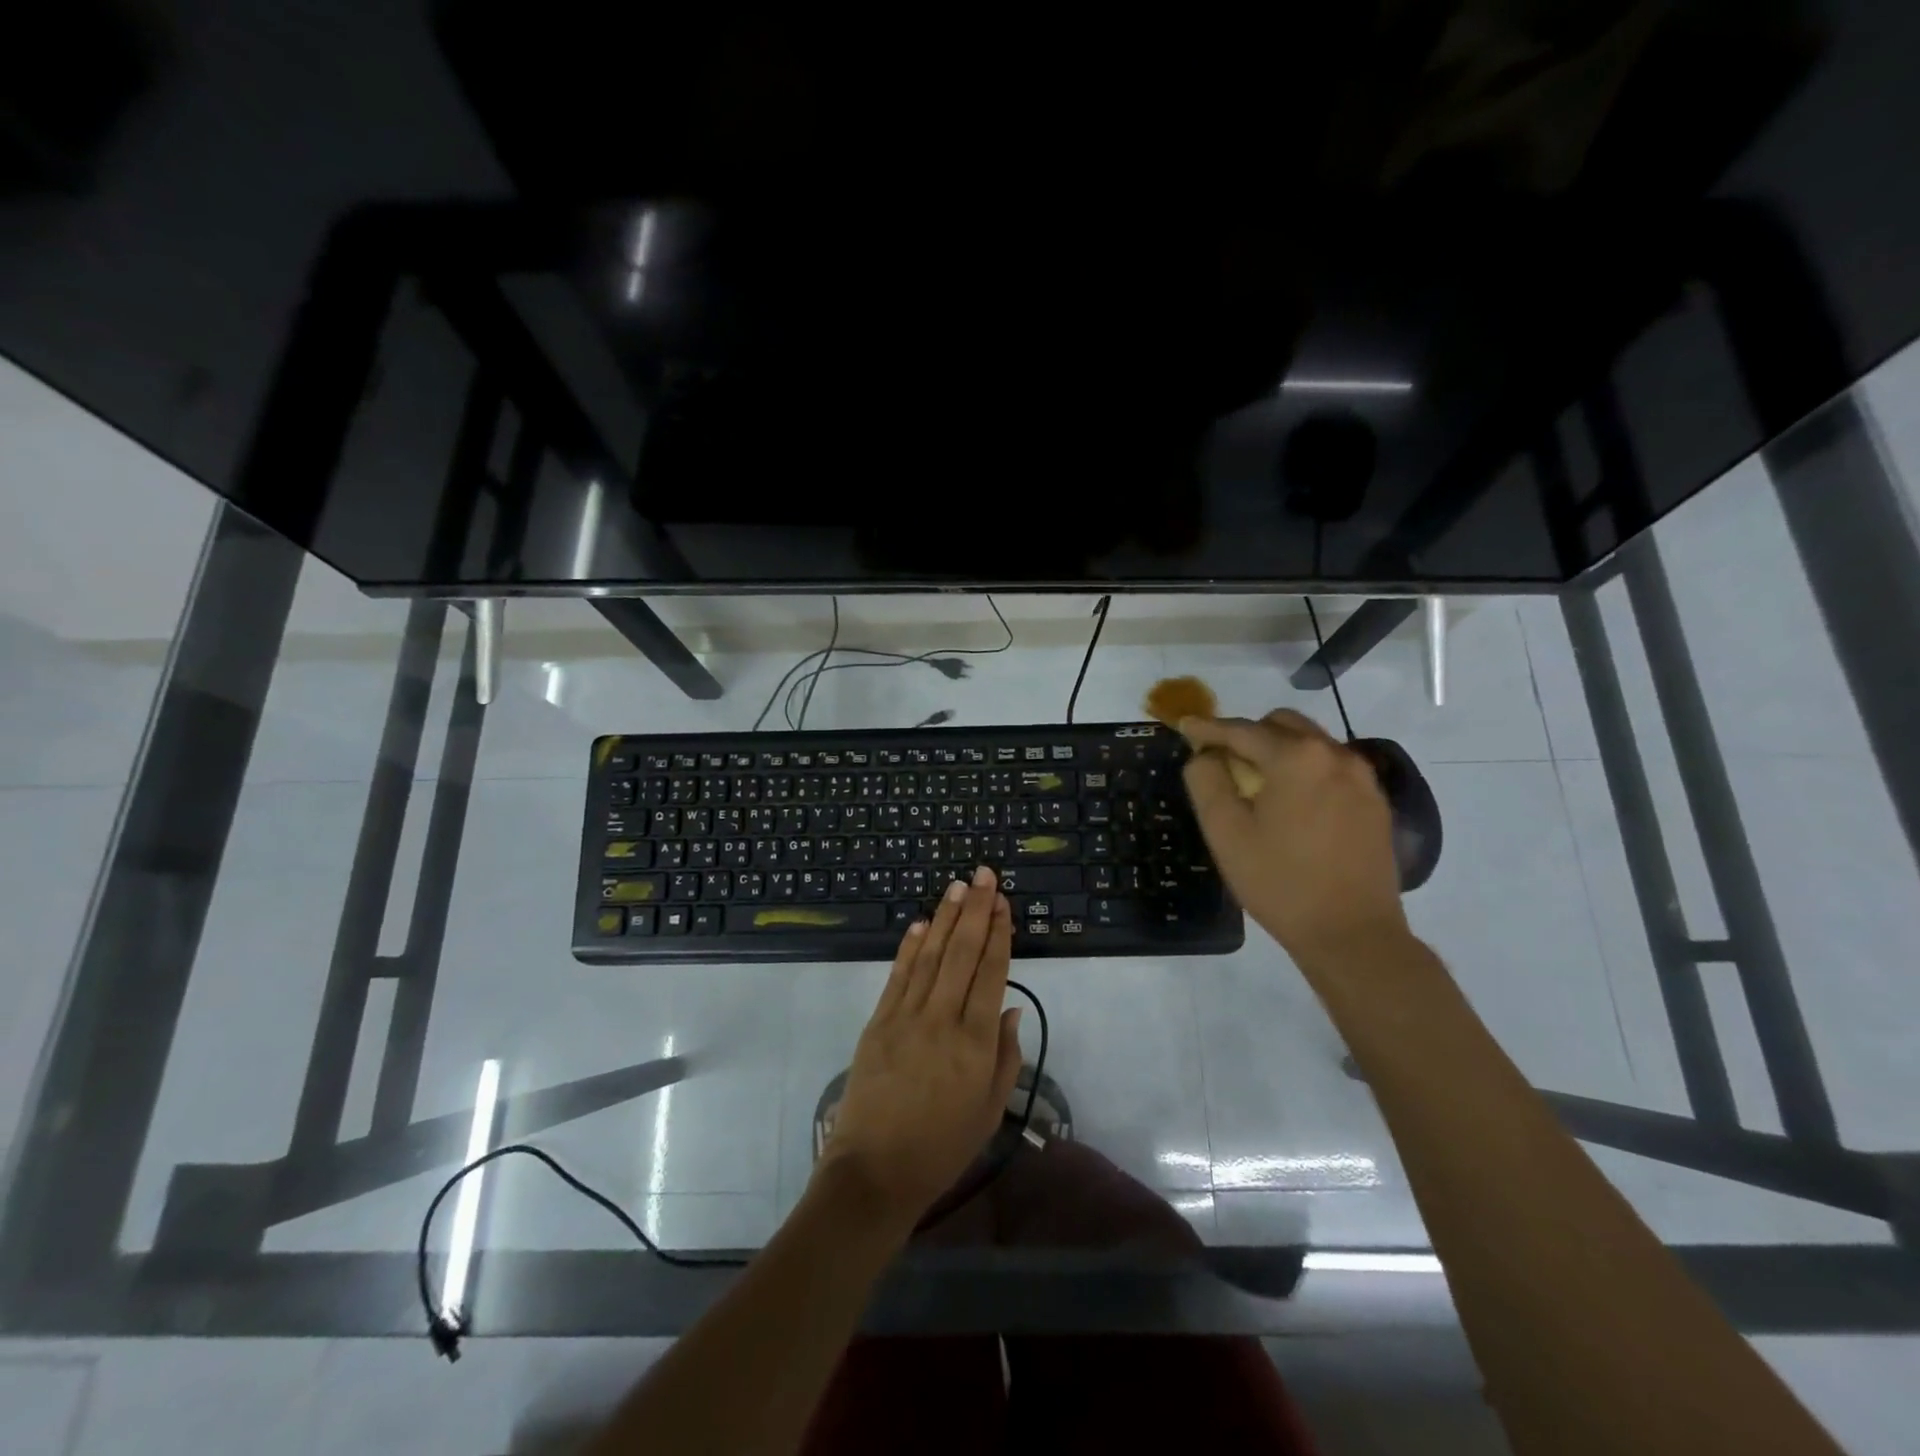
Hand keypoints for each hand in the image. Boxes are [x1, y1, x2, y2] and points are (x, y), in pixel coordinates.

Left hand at [818, 866, 1023, 1233]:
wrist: (875, 1172)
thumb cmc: (941, 1147)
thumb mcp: (989, 1111)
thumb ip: (1005, 1057)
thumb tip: (1009, 1009)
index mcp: (975, 1042)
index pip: (991, 973)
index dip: (998, 933)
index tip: (1002, 902)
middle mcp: (942, 1019)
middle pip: (961, 953)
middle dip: (975, 910)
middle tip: (983, 875)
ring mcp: (905, 1017)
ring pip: (930, 955)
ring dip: (945, 917)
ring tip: (956, 886)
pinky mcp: (877, 1022)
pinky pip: (898, 976)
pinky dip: (910, 946)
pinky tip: (920, 923)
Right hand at [1181, 710, 1409, 969]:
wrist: (1352, 934)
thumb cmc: (1280, 882)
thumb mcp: (1225, 832)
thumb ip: (1206, 781)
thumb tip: (1205, 755)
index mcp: (1297, 757)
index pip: (1242, 730)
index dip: (1208, 728)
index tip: (1184, 727)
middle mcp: (1335, 755)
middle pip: (1282, 725)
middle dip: (1248, 735)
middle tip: (1222, 762)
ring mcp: (1363, 778)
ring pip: (1311, 743)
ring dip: (1278, 751)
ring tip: (1257, 784)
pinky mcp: (1375, 802)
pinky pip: (1332, 767)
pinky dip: (1305, 770)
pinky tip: (1292, 803)